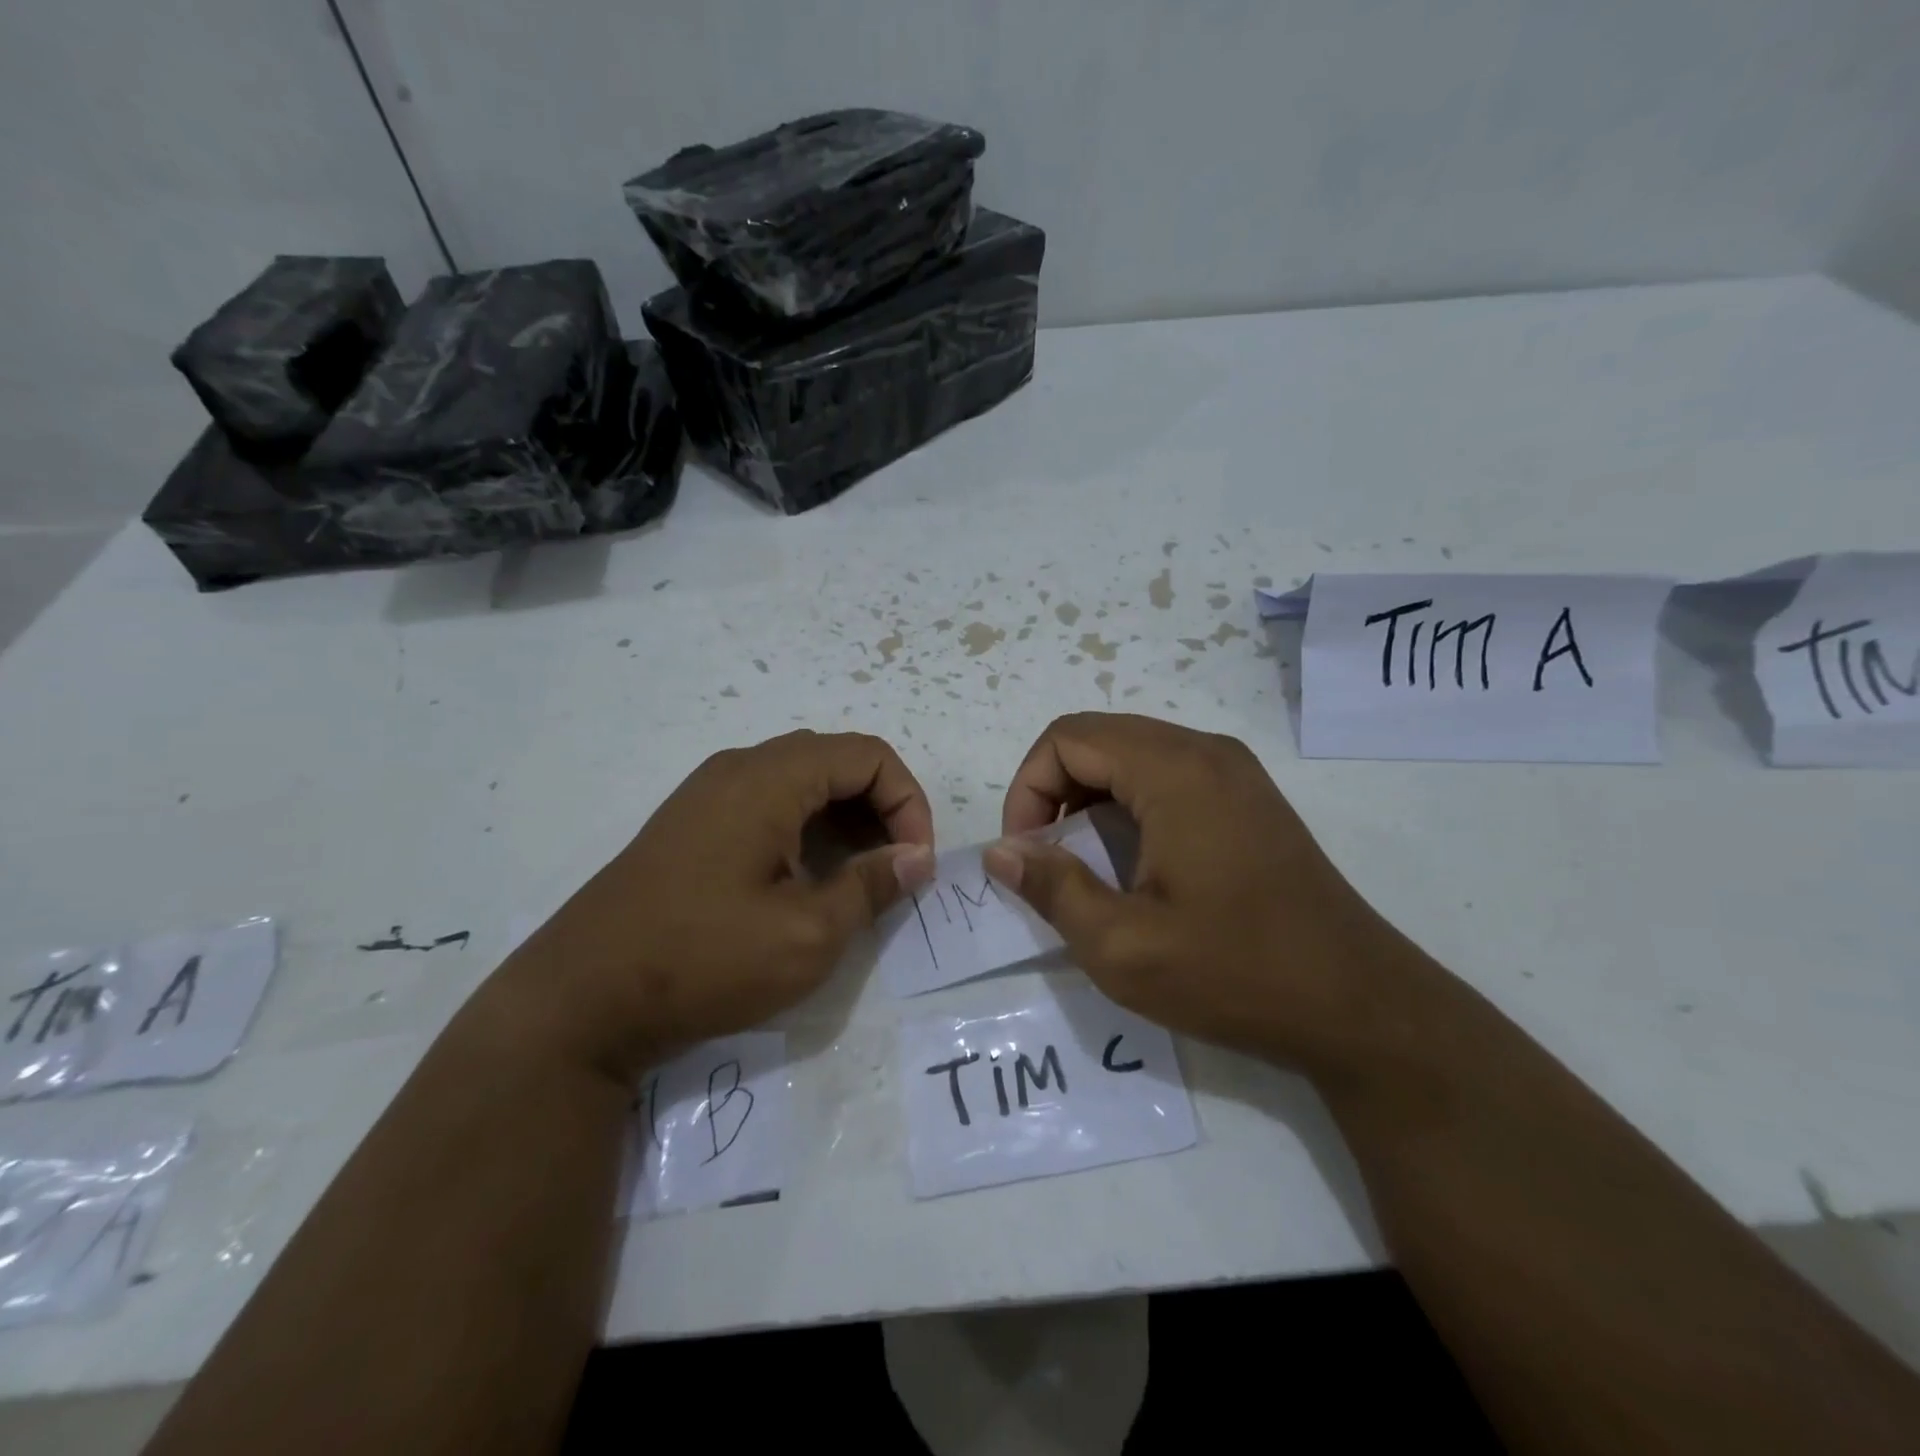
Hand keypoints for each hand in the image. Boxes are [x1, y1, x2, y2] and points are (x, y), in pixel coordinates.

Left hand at [485, 731, 934, 1081]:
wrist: (579, 1001)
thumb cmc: (703, 960)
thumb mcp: (807, 935)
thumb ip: (871, 886)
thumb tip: (915, 858)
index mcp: (768, 779)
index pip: (867, 756)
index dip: (908, 801)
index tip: (916, 862)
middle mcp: (738, 770)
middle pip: (835, 762)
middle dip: (881, 807)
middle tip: (896, 867)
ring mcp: (709, 796)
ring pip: (802, 783)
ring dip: (846, 819)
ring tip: (861, 877)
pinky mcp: (693, 827)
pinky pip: (769, 806)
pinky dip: (808, 829)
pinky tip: (809, 879)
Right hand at [987, 713, 1435, 1075]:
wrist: (1360, 1006)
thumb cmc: (1236, 972)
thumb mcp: (1123, 946)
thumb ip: (1052, 889)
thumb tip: (1000, 851)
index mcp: (1174, 770)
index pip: (1067, 739)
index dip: (1028, 789)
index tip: (1026, 854)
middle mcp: (1205, 751)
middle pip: (1098, 739)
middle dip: (1054, 792)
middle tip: (1047, 860)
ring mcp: (1234, 772)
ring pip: (1131, 755)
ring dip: (1089, 799)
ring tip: (1084, 865)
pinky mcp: (1248, 799)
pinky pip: (1166, 776)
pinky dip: (1128, 806)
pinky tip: (1132, 864)